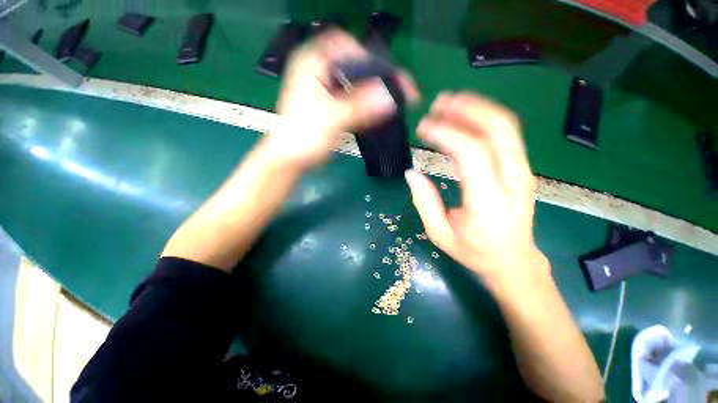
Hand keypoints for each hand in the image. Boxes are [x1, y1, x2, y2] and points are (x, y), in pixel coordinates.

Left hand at [270, 30, 418, 170]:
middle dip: (372, 74)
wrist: (291, 158)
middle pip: (352, 62)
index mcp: (311, 64)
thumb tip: (388, 98)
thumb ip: (358, 107)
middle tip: (392, 88)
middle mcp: (317, 70)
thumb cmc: (303, 136)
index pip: (344, 44)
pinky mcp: (330, 103)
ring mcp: (324, 87)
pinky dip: (364, 101)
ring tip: (388, 100)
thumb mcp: (330, 119)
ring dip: (371, 89)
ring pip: (353, 80)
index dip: (365, 56)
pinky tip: (374, 109)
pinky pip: (351, 95)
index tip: (384, 75)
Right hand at [406, 92, 546, 286]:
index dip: (446, 133)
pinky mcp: (521, 169)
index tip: (423, 128)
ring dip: (477, 109)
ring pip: (506, 127)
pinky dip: (484, 120)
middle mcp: (513, 181)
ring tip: (448, 104)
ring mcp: (522, 172)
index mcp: (489, 201)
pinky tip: (464, 118)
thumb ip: (425, 202)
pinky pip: (506, 135)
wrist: (514, 261)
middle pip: (498, 129)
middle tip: (438, 104)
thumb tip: (412, 173)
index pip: (472, 153)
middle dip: (467, 109)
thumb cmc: (475, 252)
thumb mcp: (440, 234)